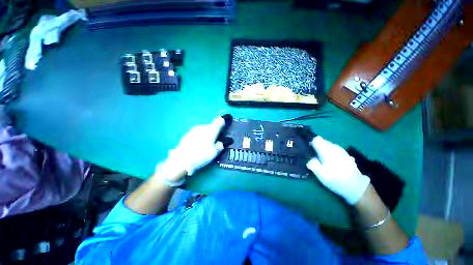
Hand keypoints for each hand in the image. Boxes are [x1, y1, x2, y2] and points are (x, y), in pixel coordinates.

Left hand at [157, 115, 230, 181]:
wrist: (180, 160)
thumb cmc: (200, 155)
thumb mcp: (214, 152)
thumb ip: (221, 144)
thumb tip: (228, 140)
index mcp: (211, 130)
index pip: (220, 120)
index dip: (225, 119)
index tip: (228, 118)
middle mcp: (203, 127)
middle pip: (212, 126)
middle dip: (216, 131)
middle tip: (216, 141)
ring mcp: (194, 130)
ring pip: (205, 130)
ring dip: (208, 134)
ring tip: (206, 145)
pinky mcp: (188, 133)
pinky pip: (198, 133)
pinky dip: (201, 136)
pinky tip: (198, 145)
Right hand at [306, 136, 369, 204]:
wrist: (357, 187)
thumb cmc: (336, 180)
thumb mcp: (321, 175)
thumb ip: (313, 164)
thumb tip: (309, 159)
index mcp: (327, 151)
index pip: (316, 139)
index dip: (311, 142)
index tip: (308, 149)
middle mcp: (335, 148)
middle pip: (322, 141)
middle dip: (317, 146)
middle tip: (313, 156)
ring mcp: (342, 151)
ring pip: (329, 145)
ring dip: (324, 149)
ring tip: (322, 159)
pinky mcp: (346, 155)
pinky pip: (334, 149)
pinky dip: (330, 152)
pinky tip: (331, 161)